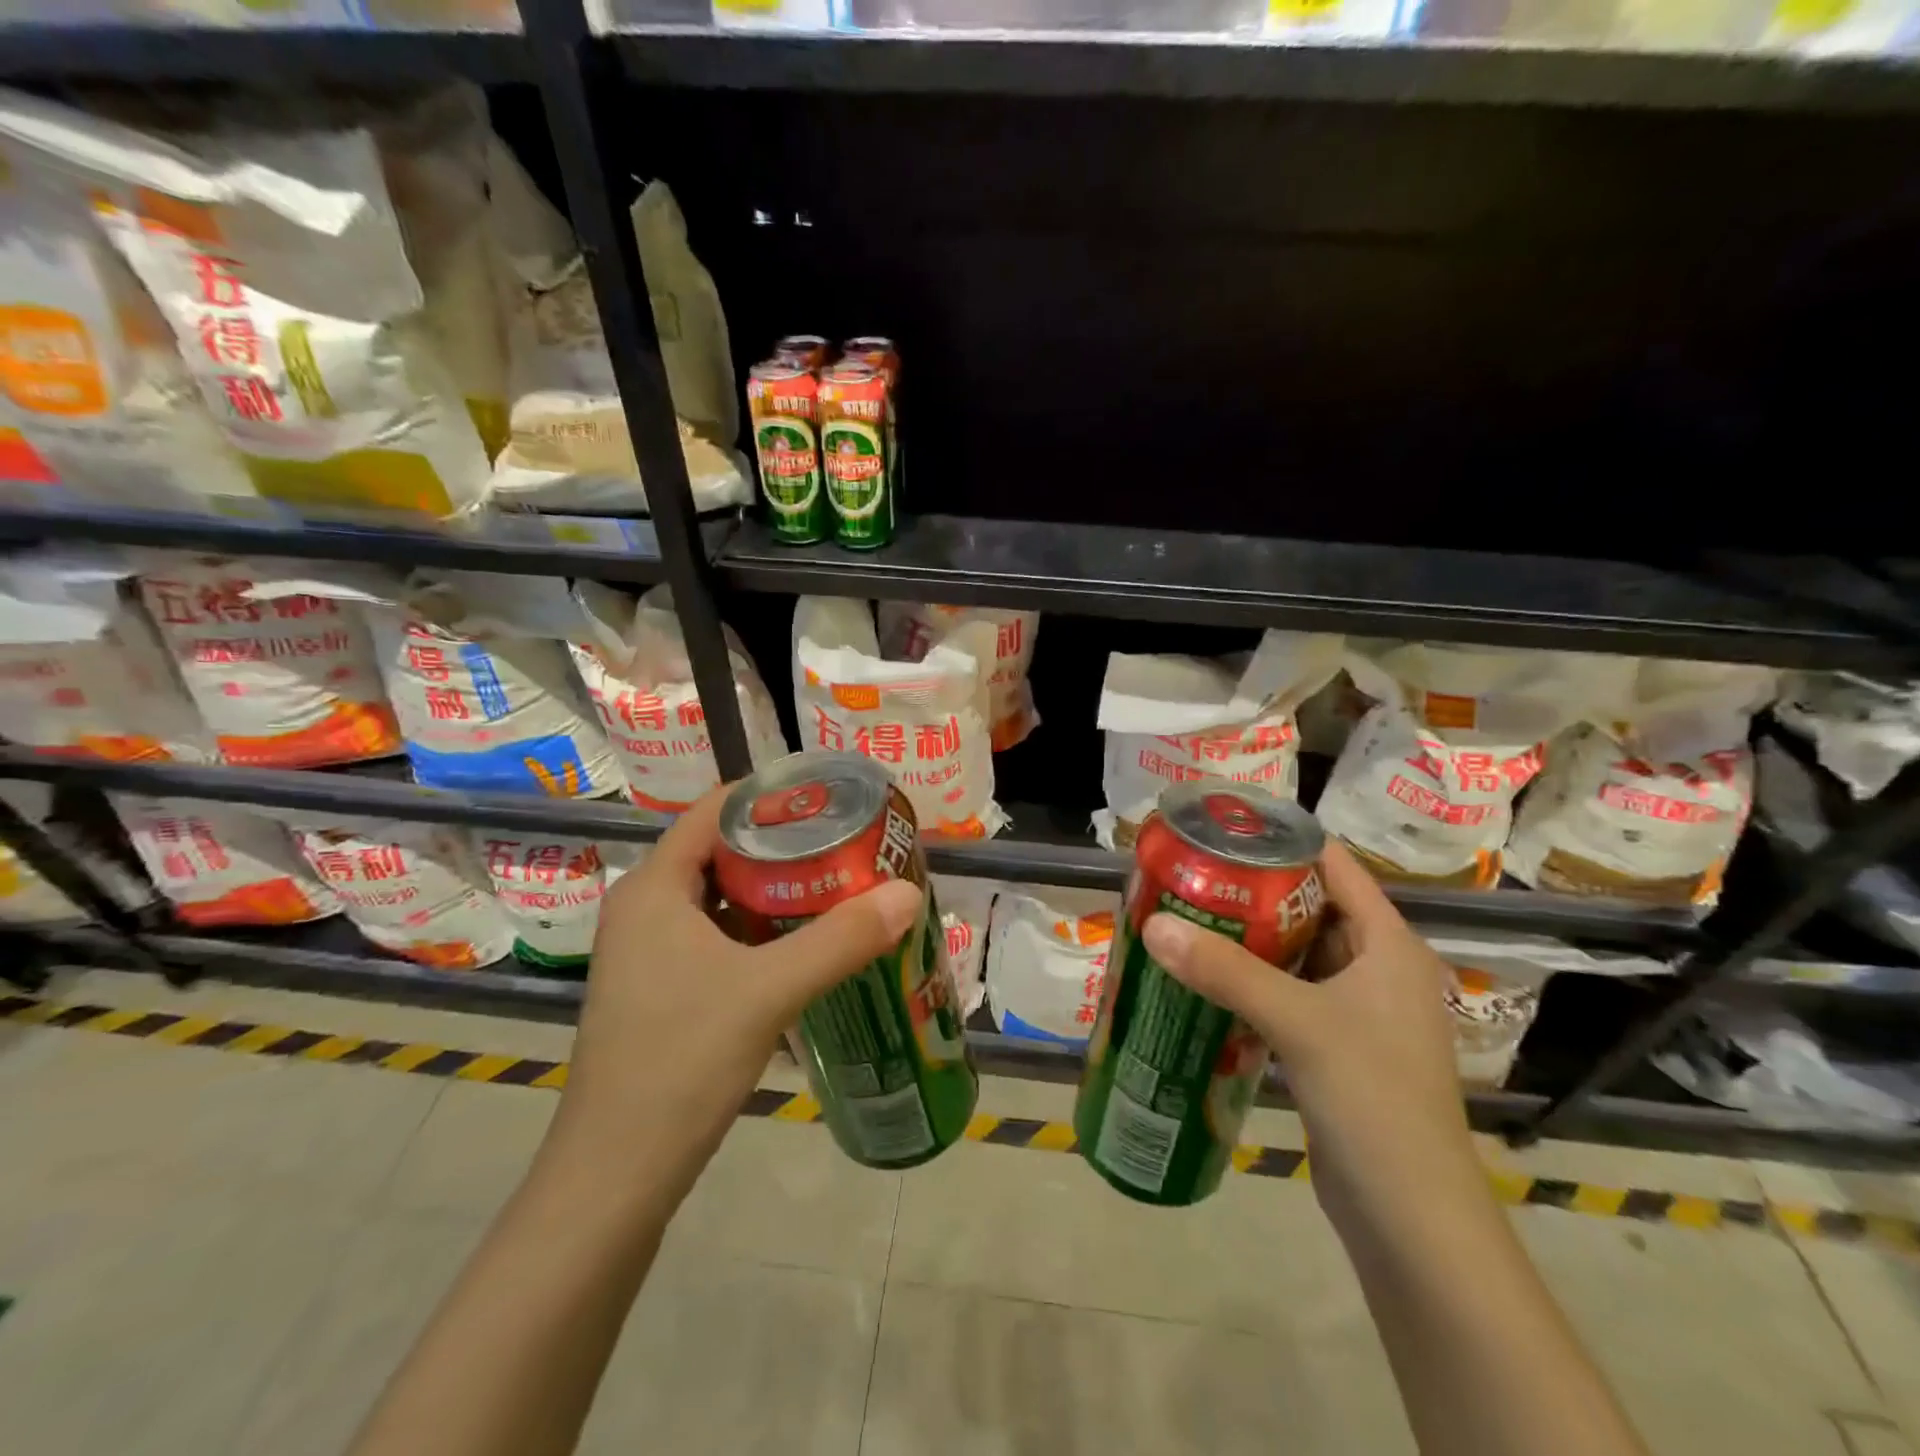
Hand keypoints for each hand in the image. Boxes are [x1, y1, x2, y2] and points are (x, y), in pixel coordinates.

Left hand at [541, 784, 922, 1211]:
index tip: (830, 797)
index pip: (715, 810)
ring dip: (776, 891)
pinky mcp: (662, 990)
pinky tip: (806, 945)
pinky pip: (718, 937)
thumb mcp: (768, 991)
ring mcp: (649, 953)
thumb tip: (907, 893)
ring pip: (722, 899)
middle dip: (784, 845)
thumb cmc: (681, 1061)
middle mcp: (645, 908)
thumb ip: (841, 939)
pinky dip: (761, 931)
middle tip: (848, 842)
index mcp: (653, 888)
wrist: (615, 1175)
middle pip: (722, 851)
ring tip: (839, 884)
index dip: (771, 797)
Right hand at [1141, 839, 1479, 1235]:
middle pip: (1310, 906)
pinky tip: (1205, 979)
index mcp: (1388, 944)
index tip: (1223, 829)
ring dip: (1248, 938)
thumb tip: (1154, 924)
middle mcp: (1377, 967)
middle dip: (1252, 890)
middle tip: (1191, 875)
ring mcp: (1358, 1010)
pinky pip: (1288, 994)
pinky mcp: (1336, 1047)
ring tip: (1188, 916)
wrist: (1411, 1216)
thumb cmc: (1373, 1099)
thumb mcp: (1298, 1023)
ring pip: (1296, 953)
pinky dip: (1251, 981)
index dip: (1283, 841)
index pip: (1335, 867)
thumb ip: (1225, 971)